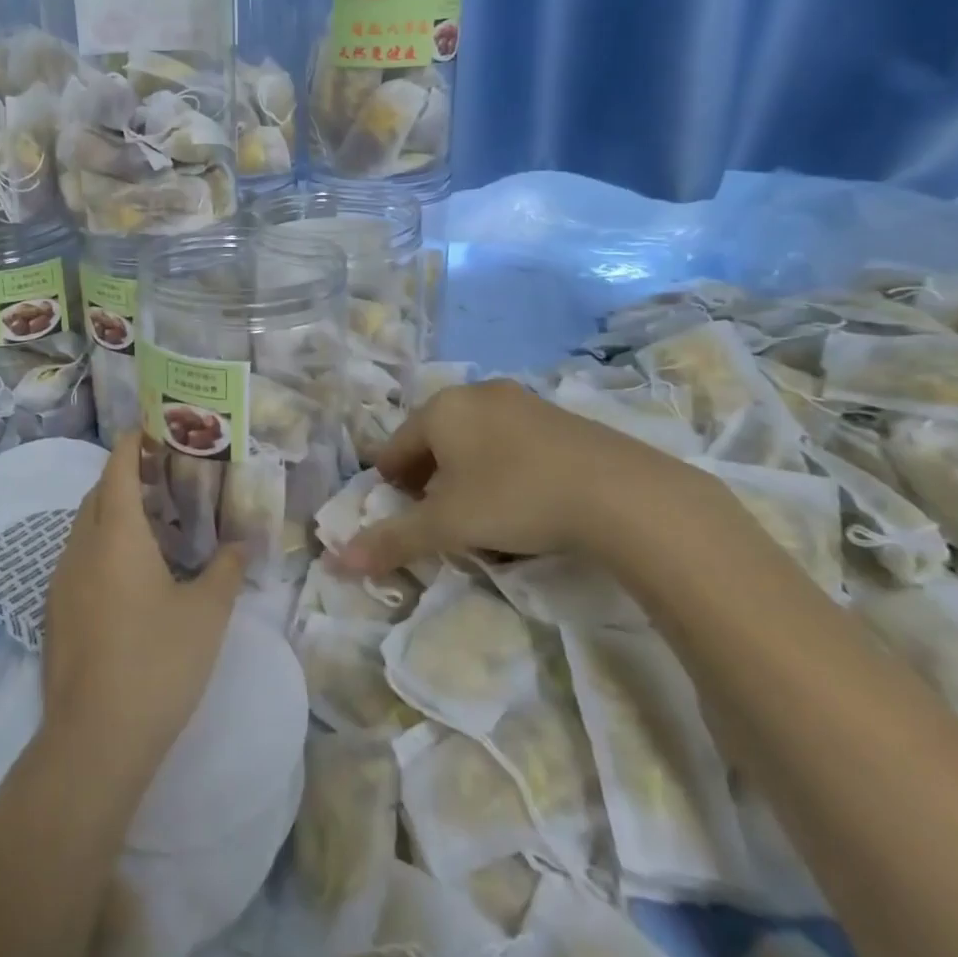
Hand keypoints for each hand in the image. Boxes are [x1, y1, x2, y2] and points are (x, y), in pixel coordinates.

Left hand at [40, 434, 247, 787]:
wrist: (94, 742)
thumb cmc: (157, 663)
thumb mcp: (206, 614)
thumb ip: (225, 570)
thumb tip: (240, 544)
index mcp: (116, 536)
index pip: (116, 470)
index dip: (130, 444)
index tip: (149, 429)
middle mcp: (80, 548)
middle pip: (96, 495)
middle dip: (123, 477)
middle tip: (162, 477)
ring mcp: (61, 582)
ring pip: (83, 528)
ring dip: (111, 513)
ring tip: (151, 523)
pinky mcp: (55, 614)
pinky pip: (77, 558)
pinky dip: (101, 546)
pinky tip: (129, 574)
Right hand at [334, 379, 707, 576]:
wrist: (620, 493)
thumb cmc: (514, 499)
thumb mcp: (447, 525)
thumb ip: (392, 540)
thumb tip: (337, 562)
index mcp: (442, 408)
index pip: (396, 445)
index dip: (389, 482)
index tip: (396, 513)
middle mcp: (477, 394)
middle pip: (435, 439)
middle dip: (428, 478)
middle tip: (433, 517)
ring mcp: (522, 402)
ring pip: (475, 440)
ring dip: (465, 474)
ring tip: (476, 514)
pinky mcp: (560, 418)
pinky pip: (512, 442)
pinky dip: (501, 468)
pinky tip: (520, 501)